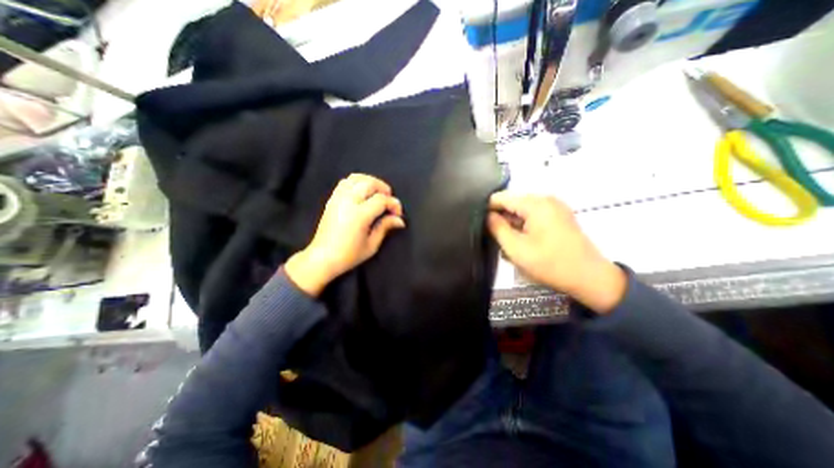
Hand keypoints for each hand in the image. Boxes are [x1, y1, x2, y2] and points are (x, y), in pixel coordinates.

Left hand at [285, 174, 405, 296]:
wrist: (322, 258)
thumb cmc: (348, 255)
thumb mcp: (371, 245)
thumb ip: (385, 227)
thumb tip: (399, 220)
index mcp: (359, 215)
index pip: (381, 199)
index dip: (394, 204)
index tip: (398, 213)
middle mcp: (348, 202)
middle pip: (370, 183)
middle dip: (383, 189)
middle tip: (389, 201)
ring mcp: (338, 199)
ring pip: (356, 178)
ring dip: (370, 182)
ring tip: (377, 193)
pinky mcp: (332, 200)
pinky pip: (345, 182)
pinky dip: (357, 182)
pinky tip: (362, 192)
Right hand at [491, 191, 625, 315]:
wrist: (590, 278)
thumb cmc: (550, 263)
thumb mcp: (516, 248)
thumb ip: (497, 228)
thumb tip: (487, 215)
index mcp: (536, 203)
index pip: (502, 197)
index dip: (486, 208)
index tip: (477, 222)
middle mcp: (546, 199)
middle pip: (512, 203)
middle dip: (500, 218)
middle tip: (491, 237)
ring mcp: (555, 207)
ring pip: (522, 211)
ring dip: (511, 225)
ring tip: (505, 243)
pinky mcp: (559, 217)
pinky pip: (533, 216)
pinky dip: (523, 227)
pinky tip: (520, 242)